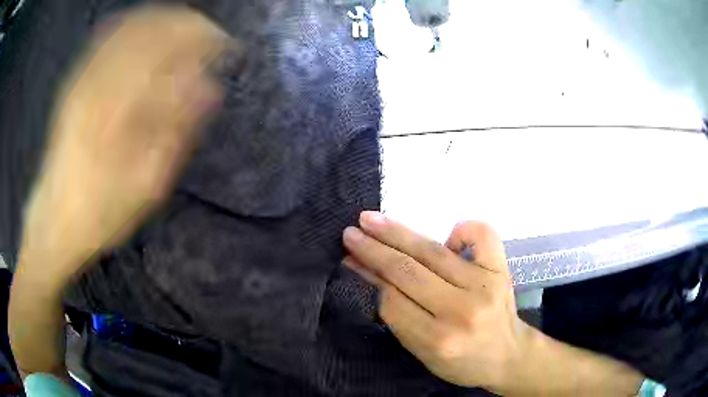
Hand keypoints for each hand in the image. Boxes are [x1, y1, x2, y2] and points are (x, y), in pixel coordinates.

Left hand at [19, 6, 242, 283]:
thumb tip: (210, 89)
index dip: (206, 41)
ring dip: (165, 21)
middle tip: (212, 37)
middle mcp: (101, 83)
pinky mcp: (75, 81)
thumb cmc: (103, 211)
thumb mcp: (147, 186)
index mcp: (121, 109)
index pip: (173, 52)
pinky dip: (133, 26)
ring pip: (131, 27)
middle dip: (189, 26)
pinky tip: (149, 29)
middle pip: (154, 29)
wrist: (57, 217)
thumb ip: (177, 132)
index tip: (229, 48)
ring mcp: (85, 78)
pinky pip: (107, 37)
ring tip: (188, 29)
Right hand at [342, 212, 526, 389]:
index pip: (391, 300)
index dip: (367, 275)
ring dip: (397, 233)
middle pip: (407, 272)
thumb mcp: (422, 351)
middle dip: (373, 250)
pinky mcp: (500, 269)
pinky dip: (463, 228)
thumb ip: (397, 317)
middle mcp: (460, 310)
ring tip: (371, 220)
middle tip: (350, 233)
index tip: (349, 258)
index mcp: (437, 339)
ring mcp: (483, 285)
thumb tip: (368, 276)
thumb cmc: (462, 361)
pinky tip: (448, 234)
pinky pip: (482, 236)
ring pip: (432, 252)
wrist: (508, 355)